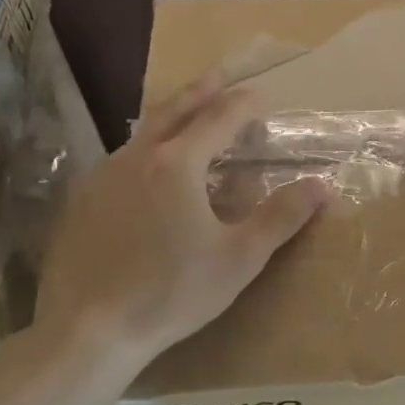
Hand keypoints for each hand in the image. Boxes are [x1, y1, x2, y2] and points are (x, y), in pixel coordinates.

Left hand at [35, 79, 326, 365]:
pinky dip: (147, 148)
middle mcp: (137, 157)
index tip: (264, 97)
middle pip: (174, 110)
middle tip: (220, 75)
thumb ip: (282, 216)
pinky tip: (149, 167)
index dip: (245, 104)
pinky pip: (122, 158)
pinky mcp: (82, 200)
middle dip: (202, 90)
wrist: (89, 330)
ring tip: (188, 114)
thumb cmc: (173, 292)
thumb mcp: (240, 256)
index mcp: (178, 163)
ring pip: (143, 132)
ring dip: (171, 116)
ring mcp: (103, 176)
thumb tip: (322, 186)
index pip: (219, 117)